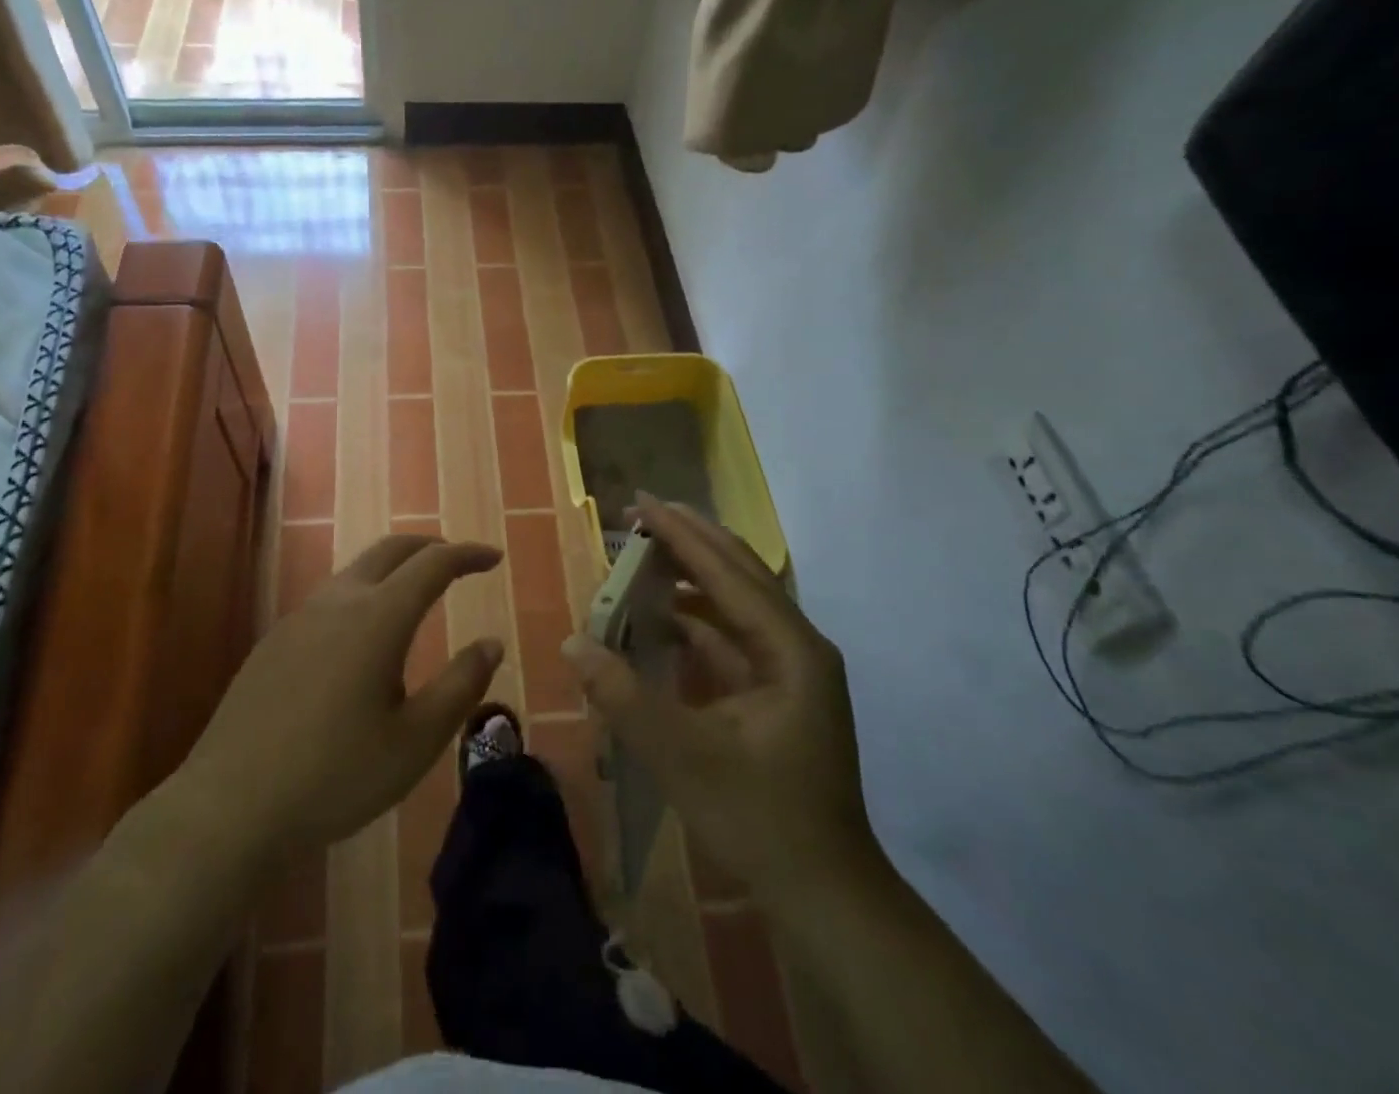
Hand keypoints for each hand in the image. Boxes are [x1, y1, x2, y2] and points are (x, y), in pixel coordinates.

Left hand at [180, 535, 504, 867]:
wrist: (230, 804)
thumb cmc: (335, 775)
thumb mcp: (415, 741)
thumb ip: (460, 686)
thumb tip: (492, 643)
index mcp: (378, 617)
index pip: (433, 564)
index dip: (467, 555)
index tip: (494, 557)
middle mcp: (339, 601)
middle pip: (391, 550)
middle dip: (430, 546)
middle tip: (458, 562)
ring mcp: (301, 617)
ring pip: (357, 570)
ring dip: (394, 568)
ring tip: (416, 596)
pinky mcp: (276, 639)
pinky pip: (331, 596)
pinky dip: (364, 592)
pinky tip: (364, 638)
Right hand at [563, 496, 878, 898]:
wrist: (825, 896)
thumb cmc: (760, 820)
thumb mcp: (682, 756)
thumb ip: (623, 695)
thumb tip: (573, 641)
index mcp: (790, 650)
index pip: (728, 572)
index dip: (681, 535)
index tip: (641, 502)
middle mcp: (797, 646)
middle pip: (740, 574)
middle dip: (690, 540)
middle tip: (641, 512)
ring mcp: (791, 670)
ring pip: (736, 603)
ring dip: (691, 577)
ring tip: (644, 555)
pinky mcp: (778, 693)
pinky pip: (732, 636)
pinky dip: (695, 620)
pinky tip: (660, 617)